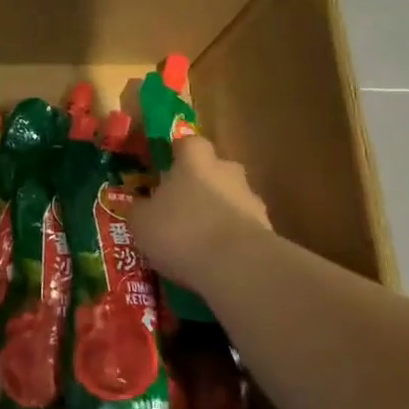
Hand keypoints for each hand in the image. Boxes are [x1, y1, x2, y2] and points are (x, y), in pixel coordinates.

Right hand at [128, 135, 271, 291]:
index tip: (167, 169)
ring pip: (232, 199)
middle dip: (202, 184)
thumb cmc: (180, 231)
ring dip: (219, 212)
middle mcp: (226, 171)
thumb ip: (141, 210)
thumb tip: (140, 207)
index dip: (178, 154)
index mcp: (194, 161)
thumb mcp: (142, 223)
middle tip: (182, 207)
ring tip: (200, 241)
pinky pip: (244, 228)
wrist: (236, 265)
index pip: (189, 143)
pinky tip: (217, 260)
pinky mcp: (267, 229)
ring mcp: (251, 200)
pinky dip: (232, 238)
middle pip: (215, 169)